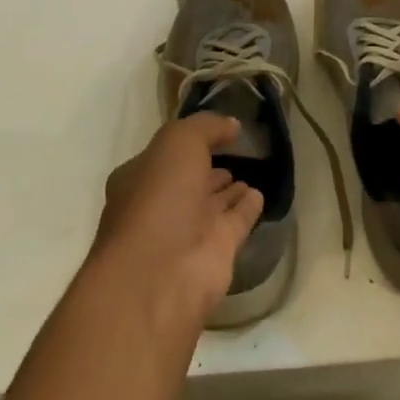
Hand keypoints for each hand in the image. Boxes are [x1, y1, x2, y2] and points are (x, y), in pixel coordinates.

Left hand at [94, 113, 262, 327]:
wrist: (161, 274)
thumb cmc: (159, 198)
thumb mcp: (178, 142)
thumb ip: (206, 127)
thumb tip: (232, 125)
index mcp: (140, 179)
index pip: (166, 155)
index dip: (190, 142)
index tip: (217, 130)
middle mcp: (162, 205)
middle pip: (190, 180)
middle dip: (209, 168)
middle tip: (237, 151)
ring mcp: (189, 230)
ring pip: (214, 203)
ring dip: (229, 189)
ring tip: (251, 172)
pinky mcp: (217, 251)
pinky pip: (236, 221)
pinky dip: (247, 208)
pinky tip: (260, 194)